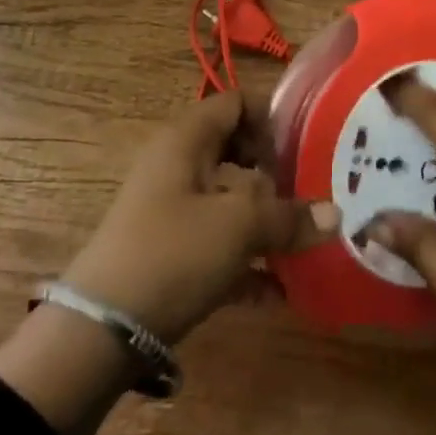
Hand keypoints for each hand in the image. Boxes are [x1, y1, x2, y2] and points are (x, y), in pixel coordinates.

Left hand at [62, 90, 338, 343]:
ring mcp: (169, 210)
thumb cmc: (172, 253)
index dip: (271, 118)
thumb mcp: (237, 228)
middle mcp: (177, 165)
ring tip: (304, 242)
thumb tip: (335, 214)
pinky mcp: (167, 254)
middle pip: (234, 151)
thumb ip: (288, 217)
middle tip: (310, 192)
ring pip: (227, 200)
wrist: (100, 331)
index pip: (235, 103)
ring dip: (264, 220)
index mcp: (187, 139)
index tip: (305, 148)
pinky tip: (279, 291)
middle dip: (274, 171)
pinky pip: (216, 244)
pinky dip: (245, 261)